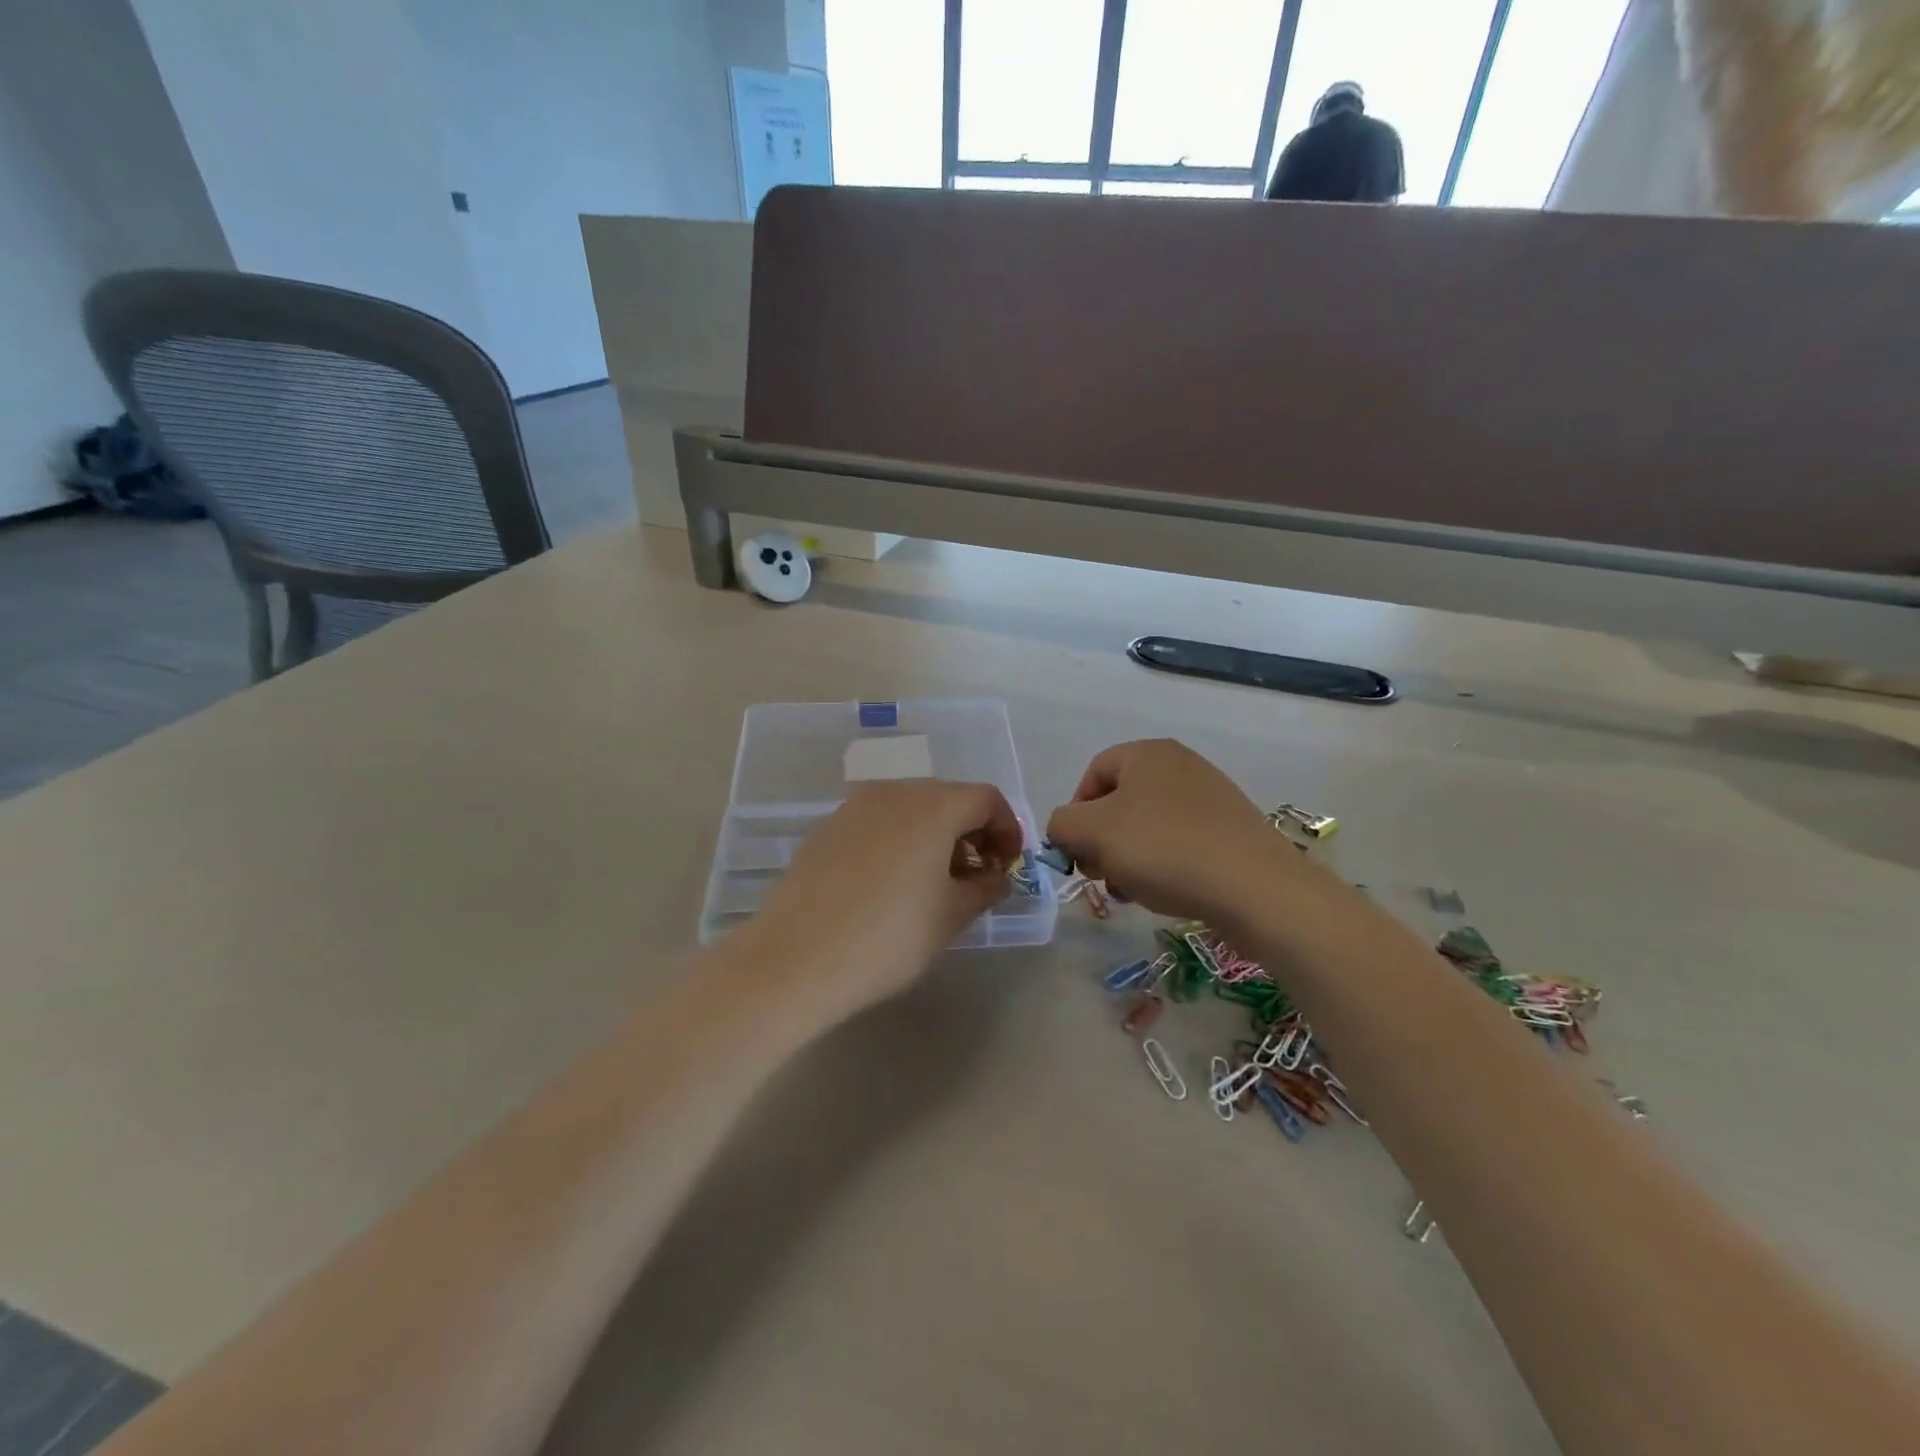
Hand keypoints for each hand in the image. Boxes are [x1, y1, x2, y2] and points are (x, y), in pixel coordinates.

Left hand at [737, 779, 1023, 1018]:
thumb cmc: (888, 937)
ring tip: (932, 884)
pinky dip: (898, 840)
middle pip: (948, 798)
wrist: (795, 959)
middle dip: (971, 832)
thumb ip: (986, 887)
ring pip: (911, 808)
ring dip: (934, 836)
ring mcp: (855, 806)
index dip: (1007, 830)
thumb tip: (997, 876)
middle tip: (974, 878)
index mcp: (933, 805)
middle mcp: (894, 792)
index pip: (986, 799)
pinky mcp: (827, 827)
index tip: (1005, 868)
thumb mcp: (951, 916)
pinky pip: (878, 822)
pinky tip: (889, 884)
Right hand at [1045, 739, 1299, 922]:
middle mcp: (1181, 764)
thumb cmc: (1163, 848)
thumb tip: (1064, 830)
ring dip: (1129, 858)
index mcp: (1147, 753)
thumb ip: (1061, 825)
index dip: (1075, 812)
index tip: (1076, 852)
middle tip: (1100, 876)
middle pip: (1120, 801)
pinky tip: (1165, 892)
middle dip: (1101, 840)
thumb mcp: (1092, 833)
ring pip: (1148, 826)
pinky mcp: (1231, 829)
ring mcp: (1211, 796)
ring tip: (1131, 891)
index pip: (1093, 773)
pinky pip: (1181, 841)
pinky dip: (1163, 864)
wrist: (1254, 887)